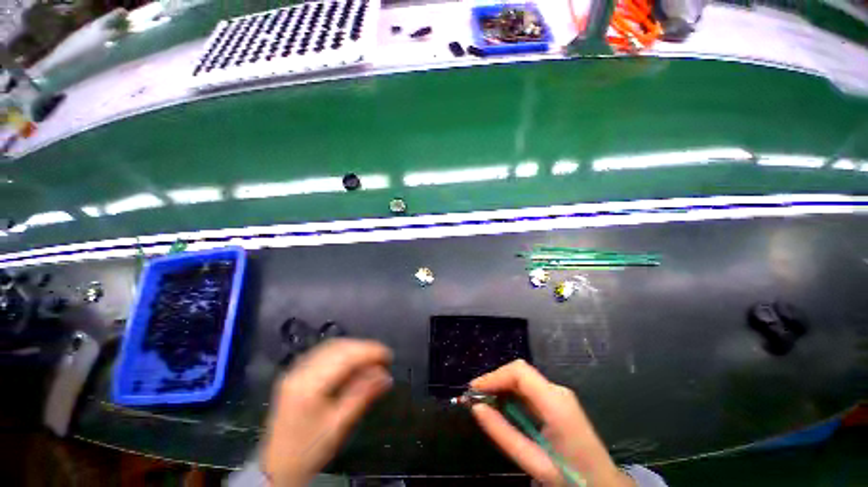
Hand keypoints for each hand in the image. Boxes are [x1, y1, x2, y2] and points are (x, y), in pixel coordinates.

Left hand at [261, 339, 392, 485]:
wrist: (277, 466)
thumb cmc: (309, 449)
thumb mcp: (339, 425)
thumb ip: (363, 395)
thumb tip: (386, 376)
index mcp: (308, 385)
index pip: (345, 356)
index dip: (369, 351)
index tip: (388, 355)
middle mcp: (300, 371)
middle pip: (338, 347)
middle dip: (364, 349)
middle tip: (381, 359)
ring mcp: (296, 370)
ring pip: (332, 347)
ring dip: (354, 349)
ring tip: (371, 360)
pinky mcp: (296, 372)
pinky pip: (324, 353)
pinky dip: (343, 353)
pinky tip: (353, 362)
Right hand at [470, 360, 633, 486]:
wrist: (604, 486)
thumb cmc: (572, 477)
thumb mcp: (534, 462)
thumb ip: (503, 433)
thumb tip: (477, 408)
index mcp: (555, 402)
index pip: (519, 372)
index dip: (494, 375)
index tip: (474, 389)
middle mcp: (557, 390)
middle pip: (519, 372)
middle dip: (494, 380)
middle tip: (475, 397)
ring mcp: (558, 394)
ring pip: (522, 379)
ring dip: (501, 386)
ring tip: (483, 401)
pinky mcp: (557, 401)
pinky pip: (528, 389)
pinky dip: (511, 393)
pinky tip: (501, 406)